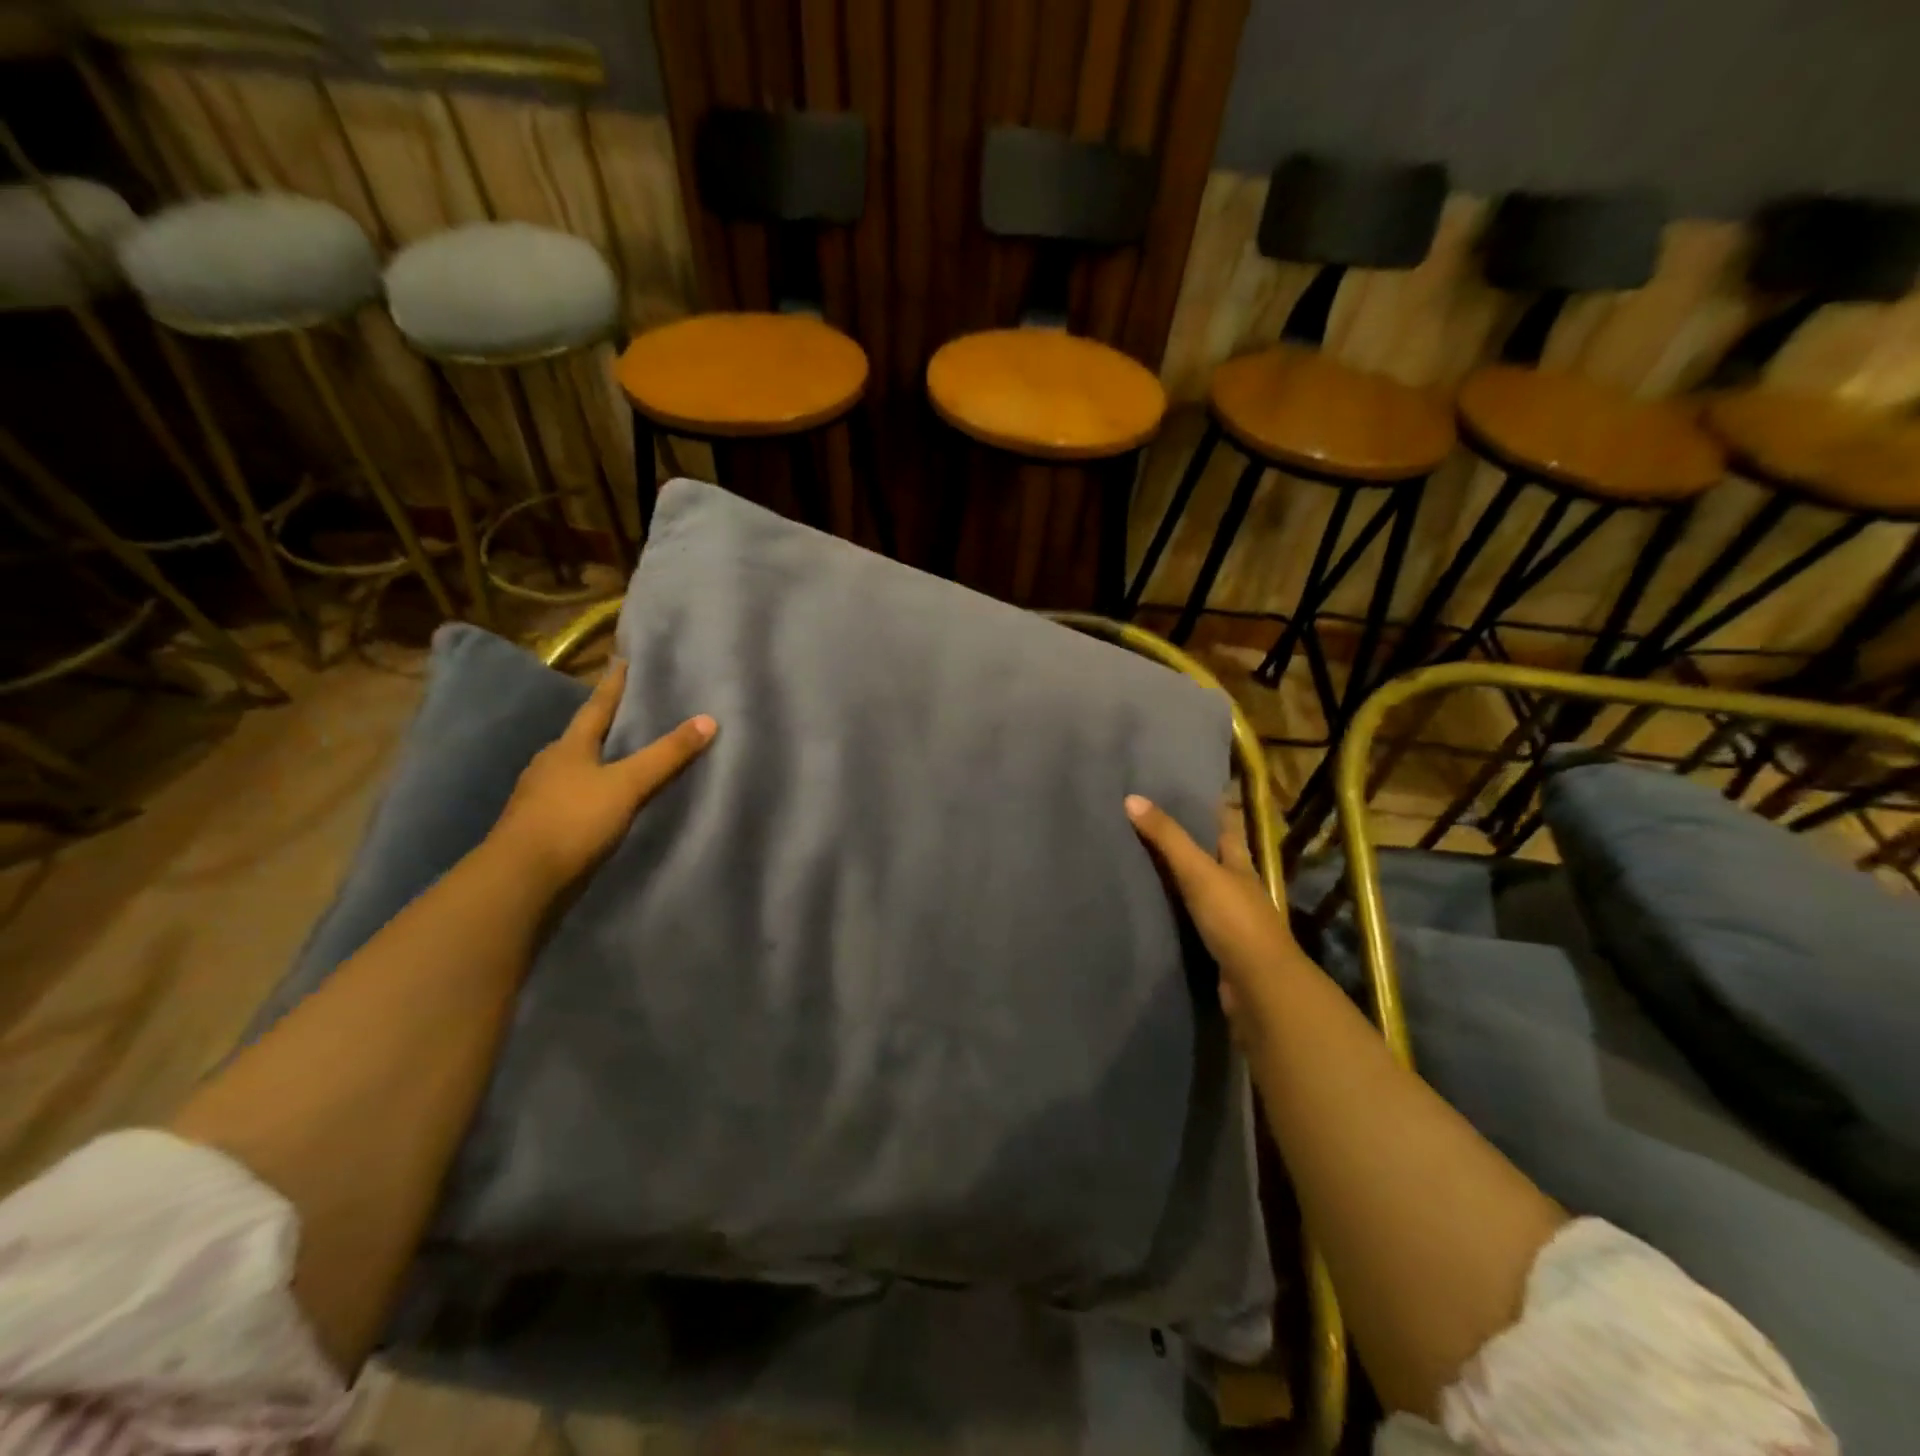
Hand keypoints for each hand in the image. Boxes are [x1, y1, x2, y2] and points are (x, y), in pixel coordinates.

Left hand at [489, 659, 715, 893]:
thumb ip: (667, 755)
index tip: (622, 661)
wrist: (521, 877)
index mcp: (569, 747)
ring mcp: (540, 796)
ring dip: (595, 761)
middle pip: (581, 737)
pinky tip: (602, 801)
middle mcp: (550, 764)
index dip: (613, 685)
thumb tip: (709, 719)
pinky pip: (571, 797)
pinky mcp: (540, 825)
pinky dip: (590, 792)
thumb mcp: (628, 784)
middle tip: (629, 712)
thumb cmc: (573, 819)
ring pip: (574, 768)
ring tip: (619, 757)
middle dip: (603, 724)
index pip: (596, 707)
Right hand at [1125, 794, 1305, 1040]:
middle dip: (1193, 846)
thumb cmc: (1234, 919)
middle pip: (1216, 860)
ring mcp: (1232, 921)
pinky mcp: (1220, 948)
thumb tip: (1131, 798)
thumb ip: (1167, 838)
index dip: (1214, 812)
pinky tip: (1157, 912)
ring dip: (1183, 882)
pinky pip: (1194, 923)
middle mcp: (1239, 889)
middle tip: (1156, 828)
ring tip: (1146, 866)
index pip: (1227, 830)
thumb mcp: (1198, 871)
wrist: (1258, 985)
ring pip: (1204, 893)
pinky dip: (1178, 915)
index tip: (1191, 795)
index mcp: (1240, 865)